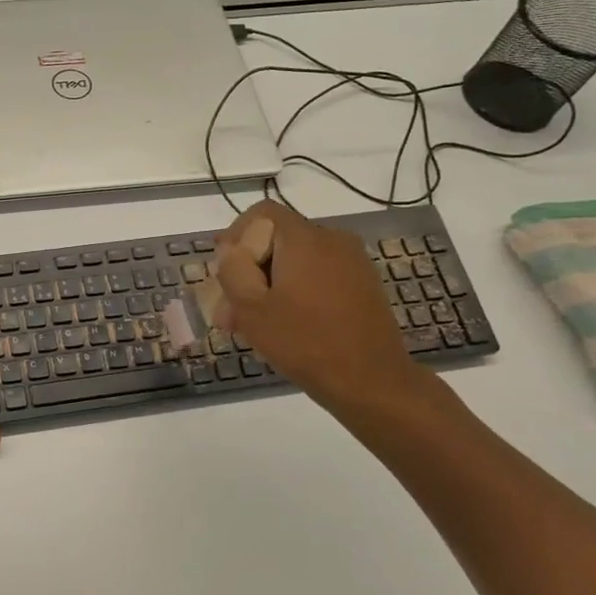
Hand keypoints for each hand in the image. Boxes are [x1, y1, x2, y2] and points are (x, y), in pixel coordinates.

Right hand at [211, 201, 433, 421]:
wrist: (371, 381)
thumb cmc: (304, 342)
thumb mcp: (251, 308)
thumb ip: (233, 270)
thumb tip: (231, 249)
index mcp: (304, 239)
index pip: (262, 213)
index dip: (235, 235)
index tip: (223, 271)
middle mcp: (332, 240)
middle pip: (278, 240)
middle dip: (249, 271)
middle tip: (228, 312)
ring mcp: (353, 263)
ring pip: (297, 262)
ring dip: (269, 285)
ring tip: (251, 325)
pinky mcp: (364, 285)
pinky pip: (319, 276)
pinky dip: (296, 292)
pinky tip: (285, 326)